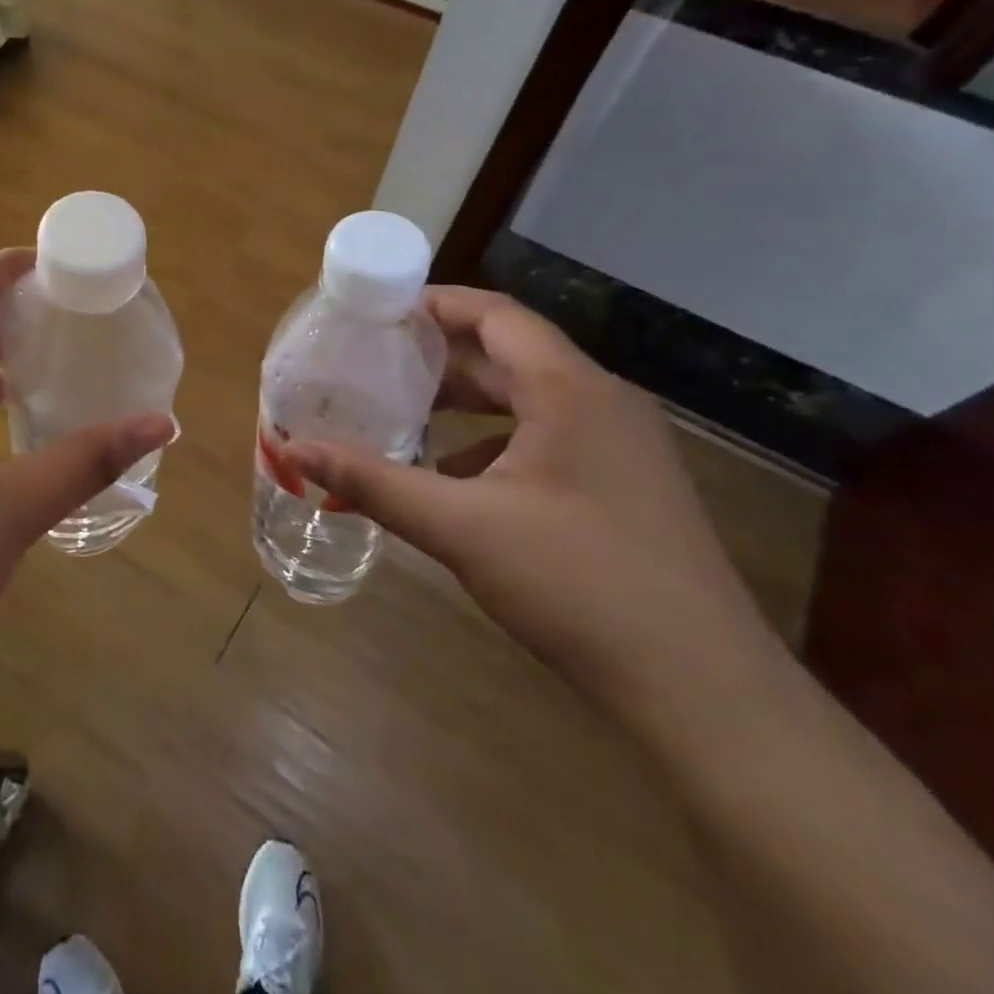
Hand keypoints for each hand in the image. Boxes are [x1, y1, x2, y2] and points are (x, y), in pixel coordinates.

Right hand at [284, 287, 787, 731]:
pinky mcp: (626, 485)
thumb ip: (372, 481)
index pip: (496, 314)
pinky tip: (456, 480)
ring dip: (467, 402)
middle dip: (440, 357)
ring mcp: (622, 445)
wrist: (702, 689)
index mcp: (570, 390)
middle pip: (510, 354)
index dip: (436, 304)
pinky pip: (549, 438)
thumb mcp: (460, 527)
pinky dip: (495, 442)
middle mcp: (603, 402)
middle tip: (376, 363)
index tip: (378, 313)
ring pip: (529, 399)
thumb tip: (292, 449)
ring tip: (405, 415)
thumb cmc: (577, 584)